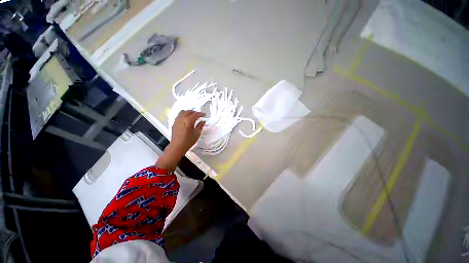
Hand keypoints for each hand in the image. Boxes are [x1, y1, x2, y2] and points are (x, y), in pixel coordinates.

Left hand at [170, 110, 205, 153]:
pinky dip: (184, 115)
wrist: (177, 146)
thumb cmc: (188, 141)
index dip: (201, 114)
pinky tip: (186, 119)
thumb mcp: (197, 134)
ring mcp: (177, 120)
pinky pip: (179, 115)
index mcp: (188, 120)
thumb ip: (200, 126)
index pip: (196, 114)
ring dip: (189, 112)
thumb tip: (203, 121)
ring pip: (183, 112)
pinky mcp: (174, 122)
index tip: (204, 115)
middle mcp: (182, 118)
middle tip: (199, 115)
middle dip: (195, 112)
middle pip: (189, 111)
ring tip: (192, 116)